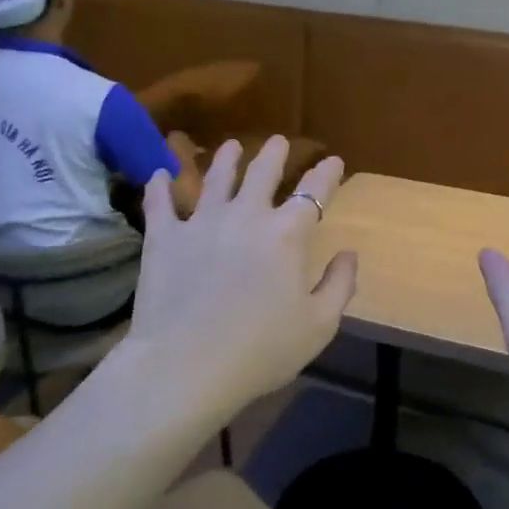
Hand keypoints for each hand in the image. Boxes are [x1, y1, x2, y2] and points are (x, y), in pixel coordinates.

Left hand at [123, 135, 355, 412]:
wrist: (186, 366)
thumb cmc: (261, 350)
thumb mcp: (319, 326)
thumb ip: (340, 285)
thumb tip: (349, 254)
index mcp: (288, 234)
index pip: (314, 191)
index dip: (327, 173)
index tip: (334, 161)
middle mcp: (246, 215)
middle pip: (262, 172)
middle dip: (275, 153)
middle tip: (279, 141)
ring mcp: (201, 222)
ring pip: (215, 177)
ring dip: (226, 158)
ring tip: (231, 146)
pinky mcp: (163, 237)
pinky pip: (160, 202)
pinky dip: (160, 185)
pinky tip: (159, 174)